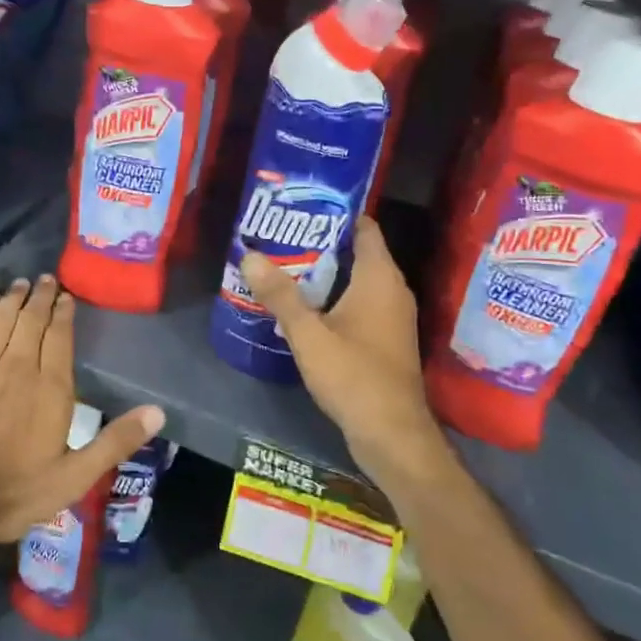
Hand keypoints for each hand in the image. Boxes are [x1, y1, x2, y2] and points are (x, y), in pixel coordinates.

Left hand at [0, 274, 163, 560]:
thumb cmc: (13, 493)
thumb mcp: (74, 478)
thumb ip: (116, 442)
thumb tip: (159, 412)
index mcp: (50, 387)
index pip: (59, 336)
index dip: (64, 312)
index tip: (66, 296)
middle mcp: (17, 366)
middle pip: (31, 320)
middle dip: (40, 297)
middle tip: (45, 279)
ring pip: (1, 319)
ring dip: (13, 299)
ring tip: (21, 284)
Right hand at [239, 217, 445, 486]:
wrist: (392, 435)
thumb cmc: (354, 376)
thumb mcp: (309, 334)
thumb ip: (280, 295)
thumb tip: (249, 254)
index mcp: (380, 277)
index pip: (364, 226)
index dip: (336, 211)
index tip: (302, 205)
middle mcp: (392, 290)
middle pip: (357, 251)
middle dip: (320, 241)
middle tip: (280, 234)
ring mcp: (391, 316)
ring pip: (356, 280)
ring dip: (324, 273)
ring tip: (283, 265)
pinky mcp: (385, 339)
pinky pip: (358, 304)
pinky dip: (333, 298)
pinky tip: (302, 306)